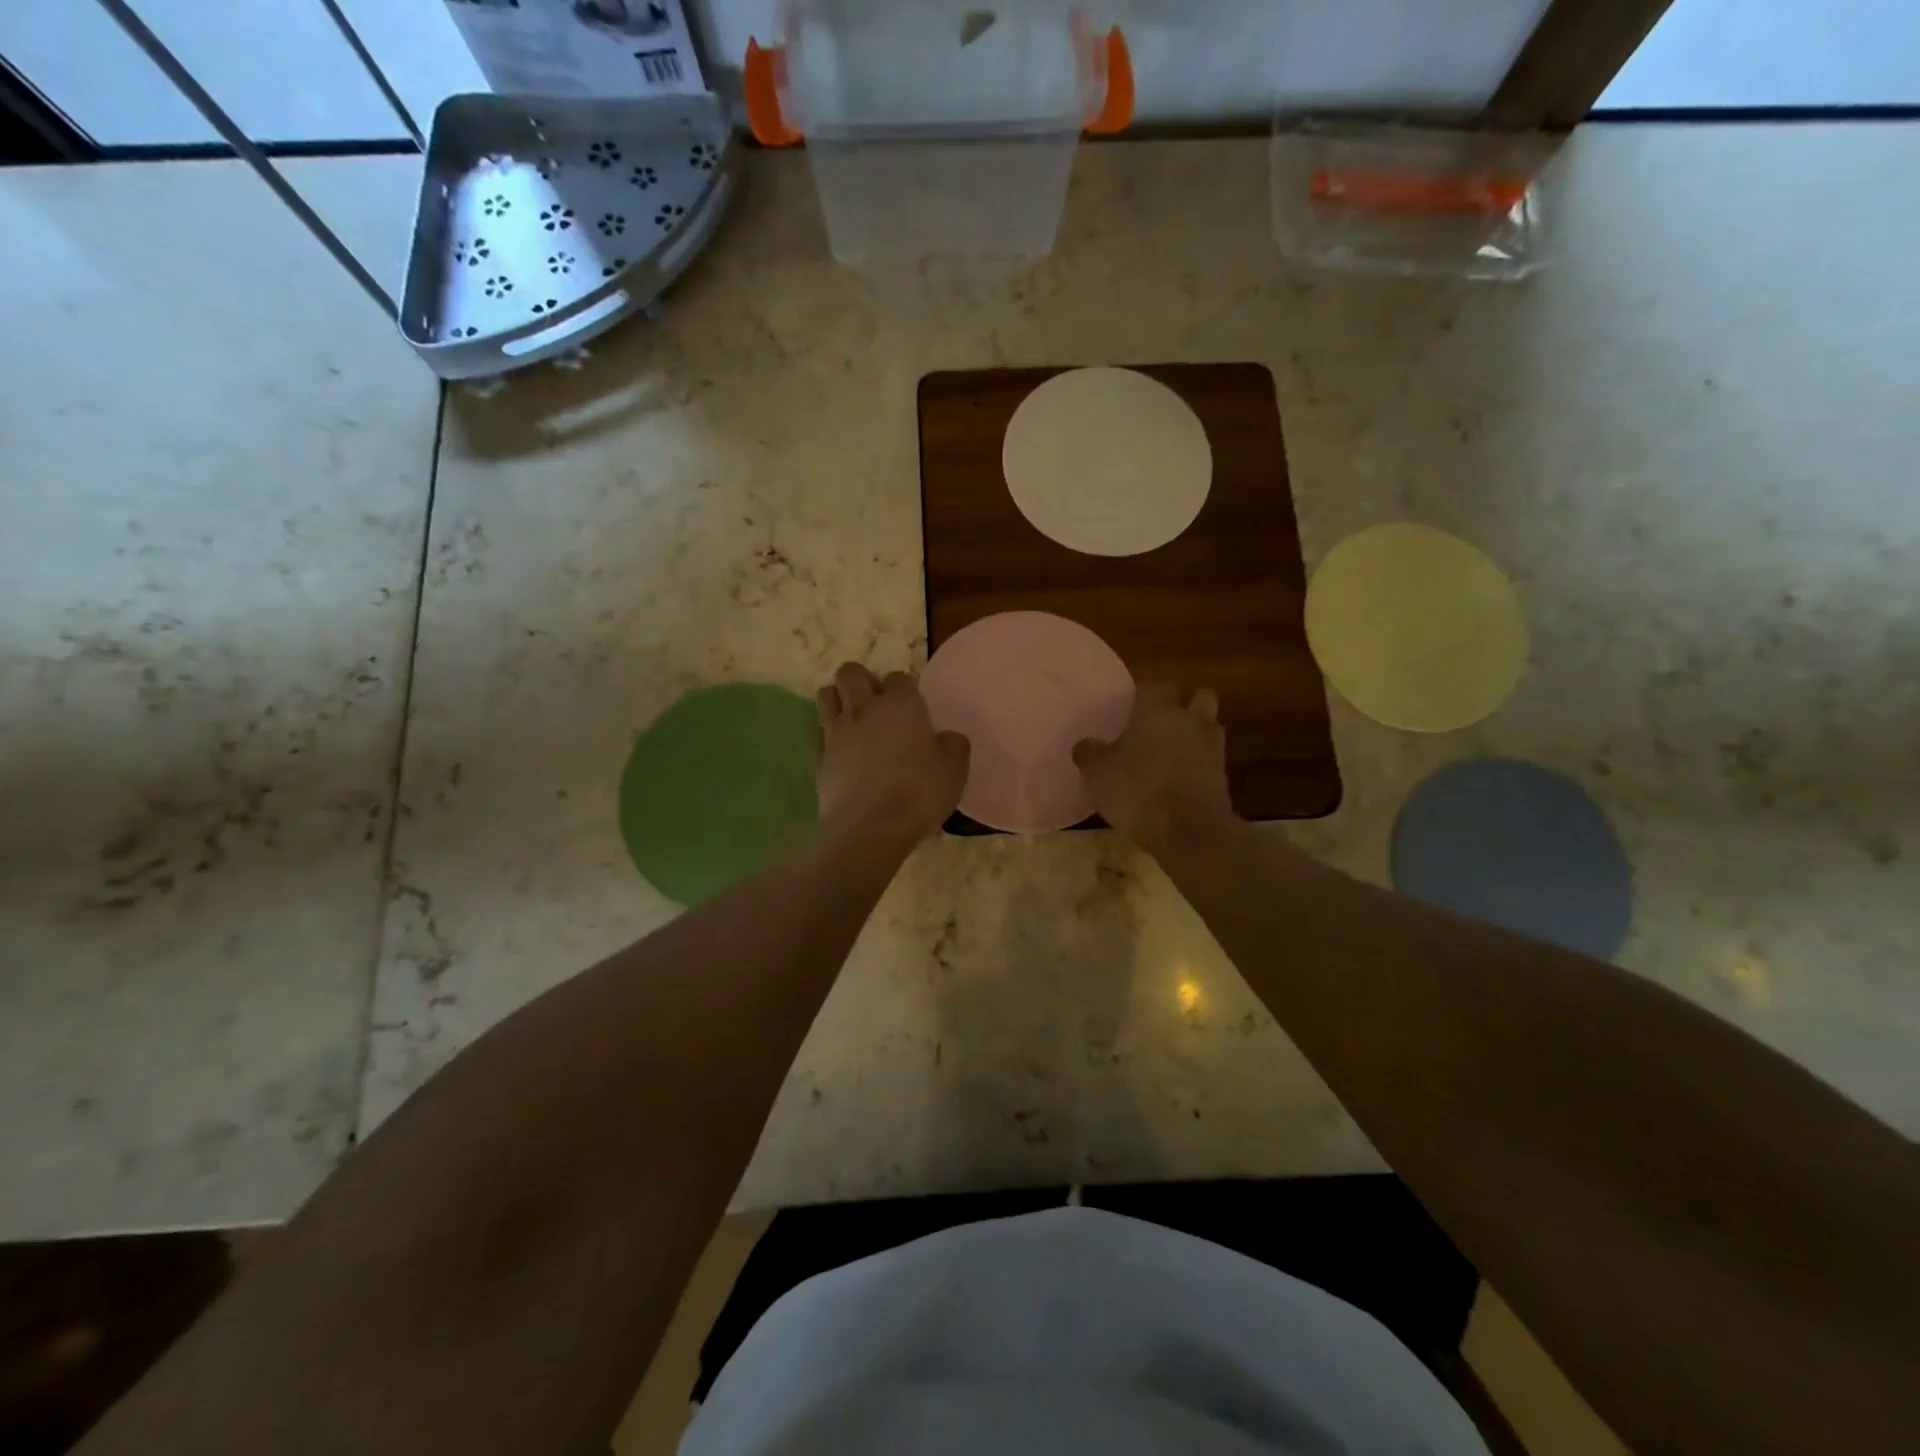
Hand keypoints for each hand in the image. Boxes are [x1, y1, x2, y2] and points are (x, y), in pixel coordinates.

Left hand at [816, 663, 969, 842]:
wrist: (870, 827)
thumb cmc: (918, 793)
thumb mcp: (954, 771)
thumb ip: (953, 748)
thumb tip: (949, 740)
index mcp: (900, 705)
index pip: (900, 678)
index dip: (906, 689)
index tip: (914, 707)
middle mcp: (864, 709)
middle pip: (851, 673)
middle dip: (862, 680)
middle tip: (877, 703)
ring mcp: (836, 733)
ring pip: (826, 695)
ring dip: (838, 700)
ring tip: (853, 720)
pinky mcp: (819, 759)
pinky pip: (818, 733)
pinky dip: (828, 735)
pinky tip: (841, 751)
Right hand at [1074, 683, 1234, 848]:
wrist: (1188, 829)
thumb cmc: (1137, 790)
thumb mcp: (1097, 773)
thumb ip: (1089, 753)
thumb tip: (1085, 743)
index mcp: (1157, 711)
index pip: (1153, 686)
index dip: (1142, 693)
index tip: (1130, 704)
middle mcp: (1189, 720)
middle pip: (1198, 697)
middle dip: (1184, 704)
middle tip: (1162, 720)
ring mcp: (1212, 747)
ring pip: (1210, 726)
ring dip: (1197, 732)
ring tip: (1175, 748)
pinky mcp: (1223, 776)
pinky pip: (1212, 758)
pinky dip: (1200, 762)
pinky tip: (1183, 775)